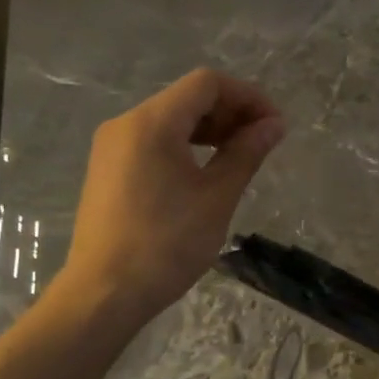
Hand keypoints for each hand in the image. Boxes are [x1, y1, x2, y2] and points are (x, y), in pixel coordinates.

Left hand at [62, 68, 284, 323]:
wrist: (104, 294)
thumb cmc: (166, 244)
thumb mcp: (216, 197)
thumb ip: (246, 153)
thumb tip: (273, 125)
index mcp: (152, 122)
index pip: (207, 84)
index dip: (248, 97)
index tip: (274, 127)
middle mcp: (126, 123)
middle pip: (187, 98)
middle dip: (230, 113)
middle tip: (263, 144)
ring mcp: (111, 147)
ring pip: (170, 120)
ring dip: (209, 130)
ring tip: (239, 158)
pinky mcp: (107, 170)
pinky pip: (153, 142)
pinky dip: (185, 146)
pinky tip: (205, 173)